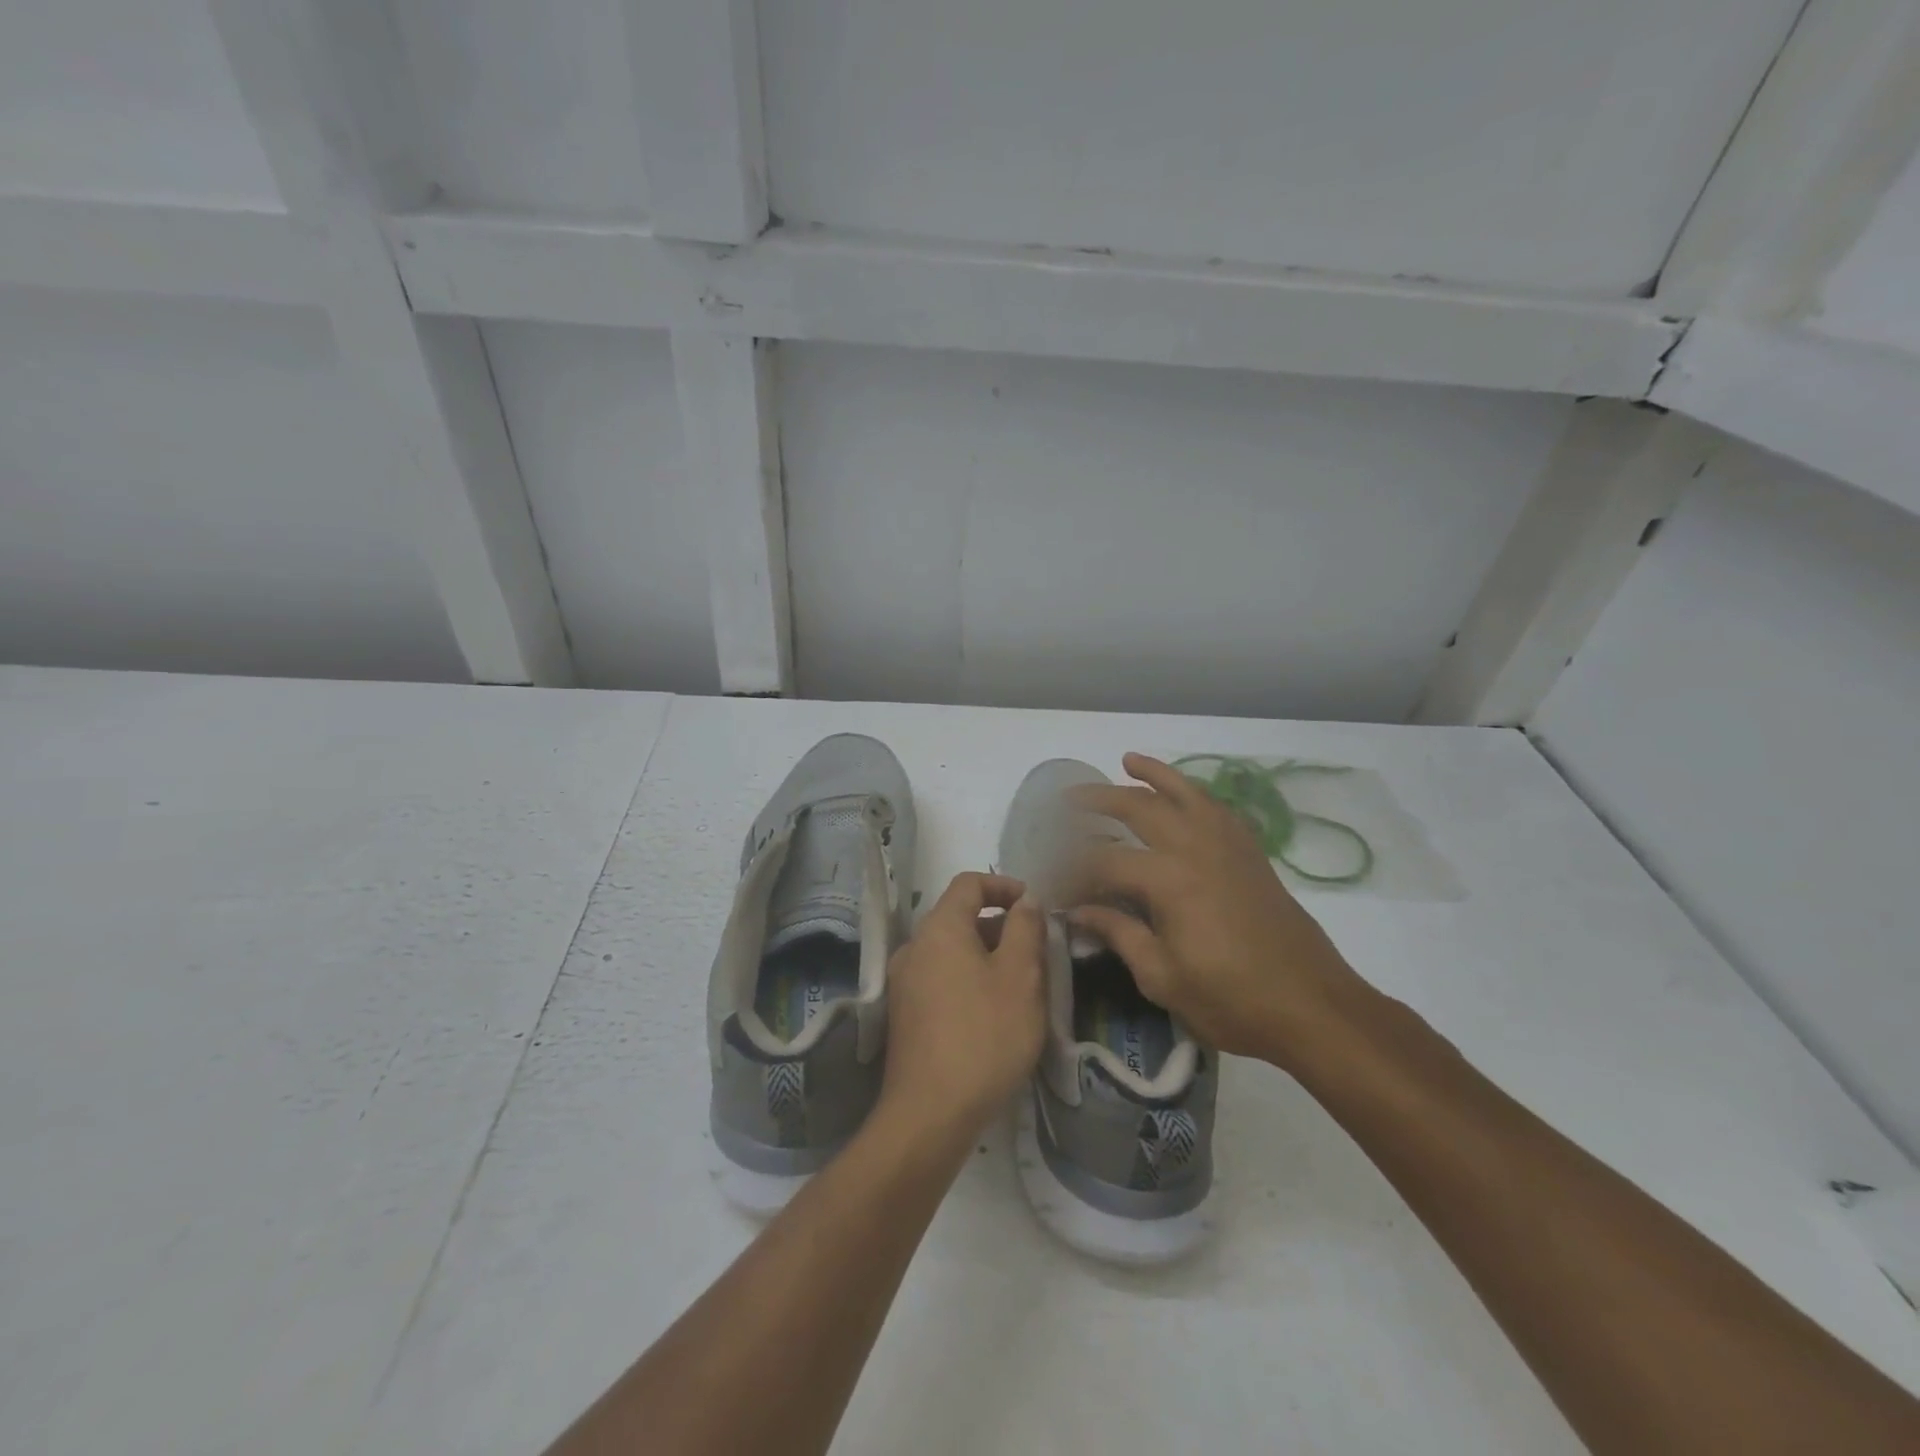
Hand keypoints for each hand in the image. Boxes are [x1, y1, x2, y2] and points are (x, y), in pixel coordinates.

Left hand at [878, 872, 1046, 1140]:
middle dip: (1000, 927)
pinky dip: (969, 981)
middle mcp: (914, 947)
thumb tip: (1025, 900)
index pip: (969, 883)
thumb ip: (1025, 929)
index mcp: (939, 928)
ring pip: (952, 952)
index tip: (1035, 907)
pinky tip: (994, 1015)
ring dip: (987, 957)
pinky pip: (941, 980)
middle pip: (960, 918)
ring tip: (1021, 987)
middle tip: (1037, 953)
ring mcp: (905, 983)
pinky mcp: (905, 1016)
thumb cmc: (984, 1035)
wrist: (930, 1113)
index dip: (1004, 886)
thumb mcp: (1021, 976)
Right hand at [1062, 753, 1371, 1067]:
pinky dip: (1194, 792)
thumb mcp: (1162, 977)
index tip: (1051, 881)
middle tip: (1067, 801)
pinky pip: (1217, 807)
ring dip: (1152, 774)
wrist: (1313, 1007)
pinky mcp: (1251, 853)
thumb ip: (1118, 934)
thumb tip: (1078, 911)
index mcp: (1168, 879)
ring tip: (1127, 760)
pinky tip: (1182, 794)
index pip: (1104, 860)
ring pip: (1184, 793)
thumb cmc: (1232, 1001)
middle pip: (1138, 808)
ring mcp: (1228, 845)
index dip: (1072, 870)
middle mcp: (1195, 847)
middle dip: (1098, 800)